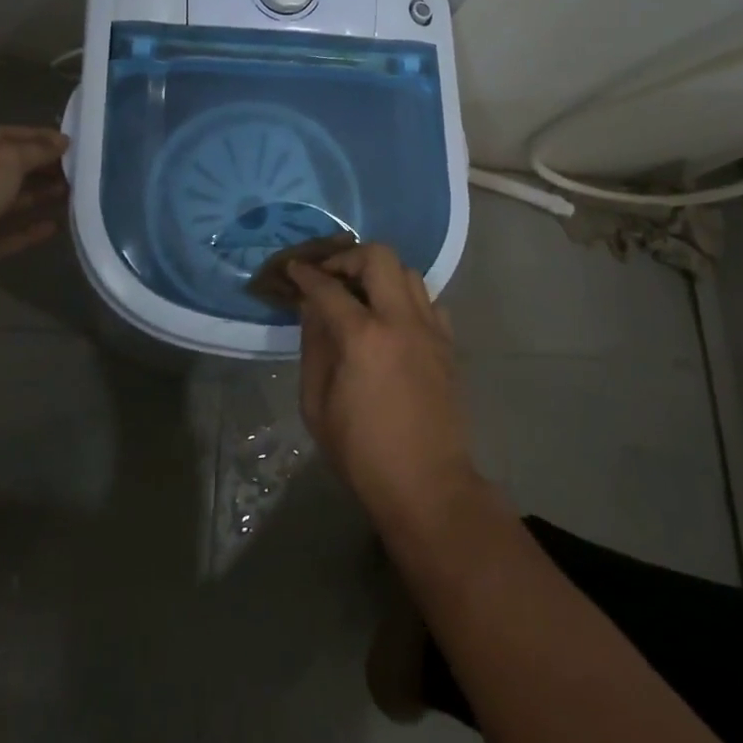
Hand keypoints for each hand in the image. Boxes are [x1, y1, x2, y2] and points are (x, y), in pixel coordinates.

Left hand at [0, 127, 68, 289]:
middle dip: (40, 168)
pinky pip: (1, 236)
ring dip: (37, 197)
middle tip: (75, 170)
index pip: (5, 135)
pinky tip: (53, 227)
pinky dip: (26, 232)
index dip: (38, 137)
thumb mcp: (7, 157)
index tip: (69, 143)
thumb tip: (63, 141)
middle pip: (6, 170)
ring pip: (5, 203)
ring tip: (71, 194)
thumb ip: (37, 149)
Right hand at [288, 244, 485, 532]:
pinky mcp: (448, 344)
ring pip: (408, 272)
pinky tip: (393, 321)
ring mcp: (431, 329)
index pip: (328, 287)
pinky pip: (428, 301)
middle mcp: (401, 320)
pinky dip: (407, 299)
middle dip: (348, 258)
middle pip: (379, 257)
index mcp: (363, 337)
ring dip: (380, 274)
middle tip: (331, 276)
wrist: (428, 485)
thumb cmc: (362, 453)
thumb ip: (314, 347)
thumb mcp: (317, 405)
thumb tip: (312, 309)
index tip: (294, 269)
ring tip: (361, 295)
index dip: (306, 274)